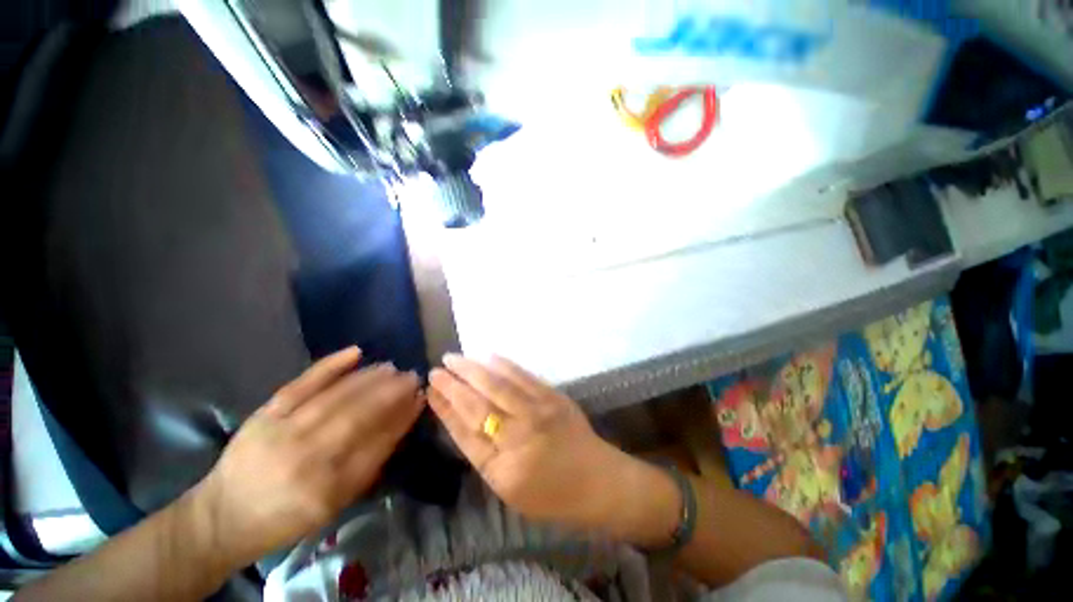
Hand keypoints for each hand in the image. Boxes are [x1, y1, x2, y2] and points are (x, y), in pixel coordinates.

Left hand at [191, 347, 422, 566]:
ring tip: (391, 367)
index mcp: (328, 489)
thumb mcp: (334, 505)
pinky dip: (330, 366)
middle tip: (412, 377)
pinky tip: (355, 352)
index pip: (378, 443)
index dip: (403, 417)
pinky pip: (301, 385)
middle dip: (392, 393)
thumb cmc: (285, 518)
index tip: (420, 398)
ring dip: (370, 378)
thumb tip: (399, 424)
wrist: (223, 517)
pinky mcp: (264, 415)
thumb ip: (369, 465)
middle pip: (359, 416)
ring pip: (336, 397)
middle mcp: (307, 459)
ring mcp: (283, 433)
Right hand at [428, 354, 675, 540]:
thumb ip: (484, 455)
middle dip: (454, 384)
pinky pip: (524, 377)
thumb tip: (461, 420)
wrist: (599, 482)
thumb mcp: (509, 489)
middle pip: (478, 404)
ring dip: (473, 369)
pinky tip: (489, 356)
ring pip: (498, 385)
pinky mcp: (553, 397)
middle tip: (437, 368)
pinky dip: (504, 365)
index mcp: (502, 468)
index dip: (445, 408)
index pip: (465, 432)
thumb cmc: (552, 495)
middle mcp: (518, 436)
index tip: (431, 391)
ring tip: (455, 358)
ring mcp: (538, 411)